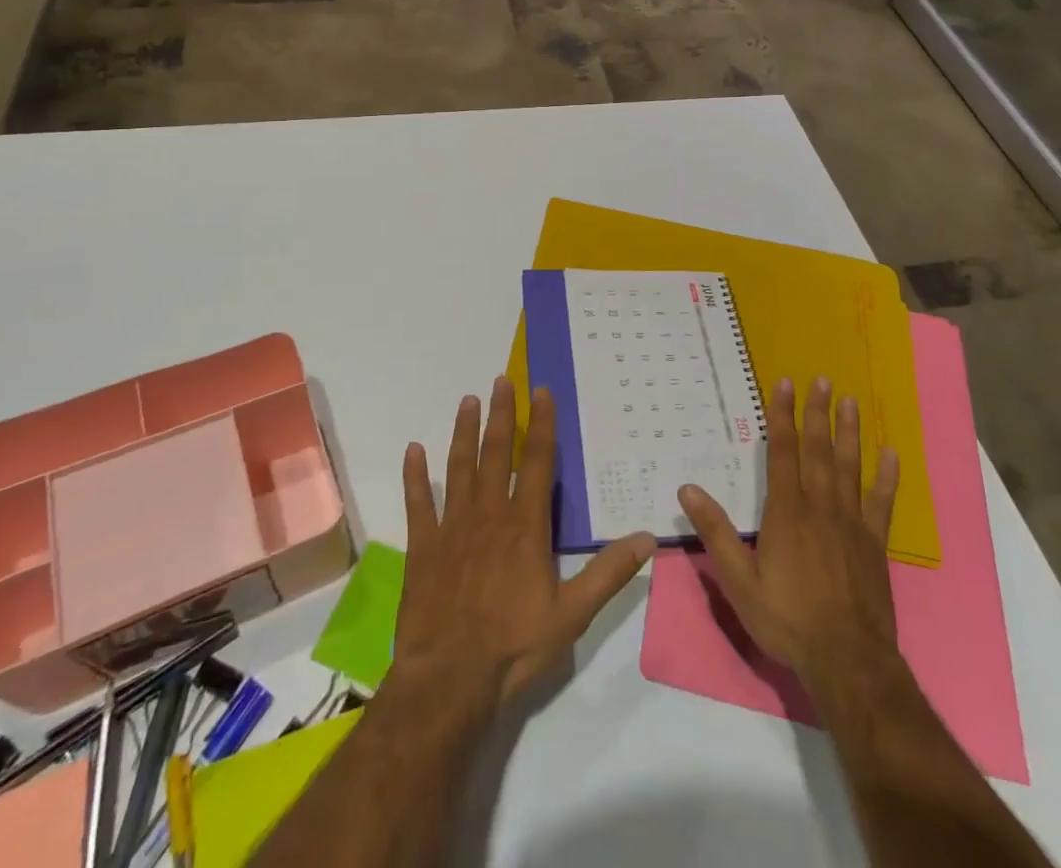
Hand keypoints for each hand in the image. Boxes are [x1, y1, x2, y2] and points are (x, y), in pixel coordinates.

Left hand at [392, 377, 656, 715]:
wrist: (449, 680)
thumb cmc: (514, 646)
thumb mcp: (573, 614)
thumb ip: (609, 572)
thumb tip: (648, 538)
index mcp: (525, 526)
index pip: (536, 462)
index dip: (540, 425)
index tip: (541, 392)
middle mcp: (488, 514)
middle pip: (495, 454)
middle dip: (500, 415)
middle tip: (501, 380)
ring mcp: (452, 528)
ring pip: (458, 468)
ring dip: (463, 432)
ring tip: (467, 401)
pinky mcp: (423, 548)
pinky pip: (418, 503)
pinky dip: (415, 476)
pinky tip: (413, 450)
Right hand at [679, 377, 900, 688]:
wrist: (847, 661)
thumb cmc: (787, 620)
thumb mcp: (739, 581)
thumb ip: (717, 533)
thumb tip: (687, 489)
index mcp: (787, 512)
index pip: (783, 452)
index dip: (782, 416)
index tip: (785, 384)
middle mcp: (820, 507)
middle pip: (819, 450)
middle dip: (818, 413)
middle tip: (822, 380)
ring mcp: (852, 523)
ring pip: (850, 467)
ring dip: (849, 433)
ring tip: (850, 402)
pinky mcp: (875, 543)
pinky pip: (882, 503)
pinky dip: (887, 478)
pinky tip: (891, 455)